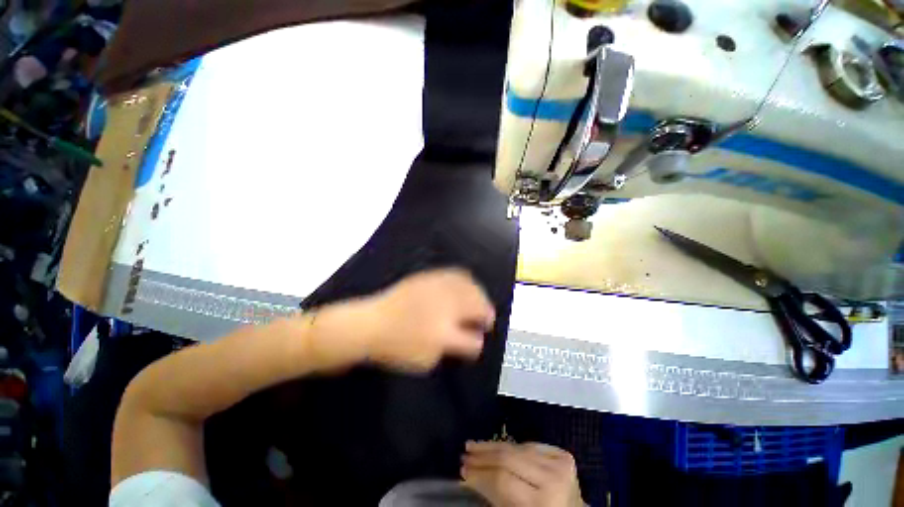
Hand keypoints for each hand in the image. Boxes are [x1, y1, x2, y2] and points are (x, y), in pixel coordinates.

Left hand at [306, 268, 494, 372]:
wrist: (369, 323)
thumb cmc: (395, 346)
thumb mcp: (425, 359)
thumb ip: (451, 348)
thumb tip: (467, 336)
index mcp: (444, 333)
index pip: (472, 339)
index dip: (478, 341)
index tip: (480, 338)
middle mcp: (444, 307)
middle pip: (477, 305)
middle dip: (486, 313)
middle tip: (486, 319)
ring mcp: (437, 288)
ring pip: (470, 287)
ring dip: (480, 295)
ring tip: (480, 301)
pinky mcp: (429, 278)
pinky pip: (454, 274)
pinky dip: (466, 280)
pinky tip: (467, 284)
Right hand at [462, 441, 584, 506]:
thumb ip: (495, 497)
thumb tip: (469, 476)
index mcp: (542, 503)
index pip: (503, 481)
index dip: (480, 475)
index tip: (463, 472)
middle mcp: (553, 481)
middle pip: (509, 459)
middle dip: (483, 457)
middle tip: (464, 455)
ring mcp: (560, 464)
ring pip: (517, 448)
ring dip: (492, 446)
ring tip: (474, 446)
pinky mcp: (563, 455)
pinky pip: (530, 445)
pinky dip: (512, 446)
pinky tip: (497, 446)